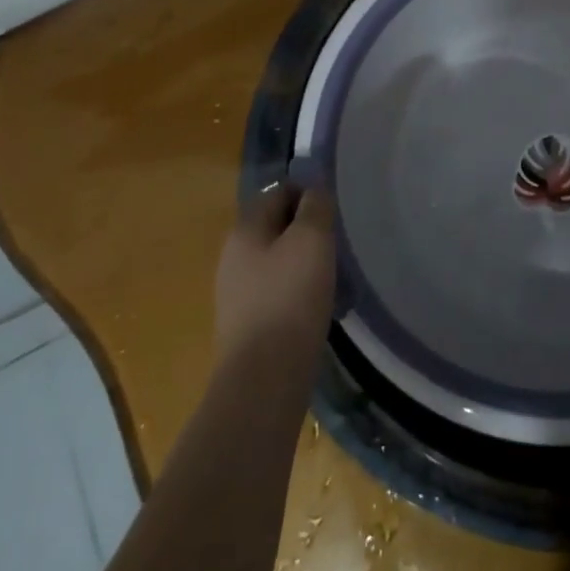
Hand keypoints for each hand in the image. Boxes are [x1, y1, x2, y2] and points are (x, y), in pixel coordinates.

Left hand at [213, 184, 336, 368]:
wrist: (264, 379)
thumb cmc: (290, 298)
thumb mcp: (311, 240)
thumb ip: (315, 207)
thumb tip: (314, 191)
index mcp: (244, 229)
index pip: (277, 192)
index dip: (307, 193)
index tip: (334, 210)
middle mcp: (233, 256)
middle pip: (275, 227)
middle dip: (306, 230)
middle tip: (336, 242)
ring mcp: (236, 293)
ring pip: (276, 261)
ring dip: (303, 262)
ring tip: (333, 275)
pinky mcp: (246, 325)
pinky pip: (276, 292)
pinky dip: (297, 291)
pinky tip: (317, 306)